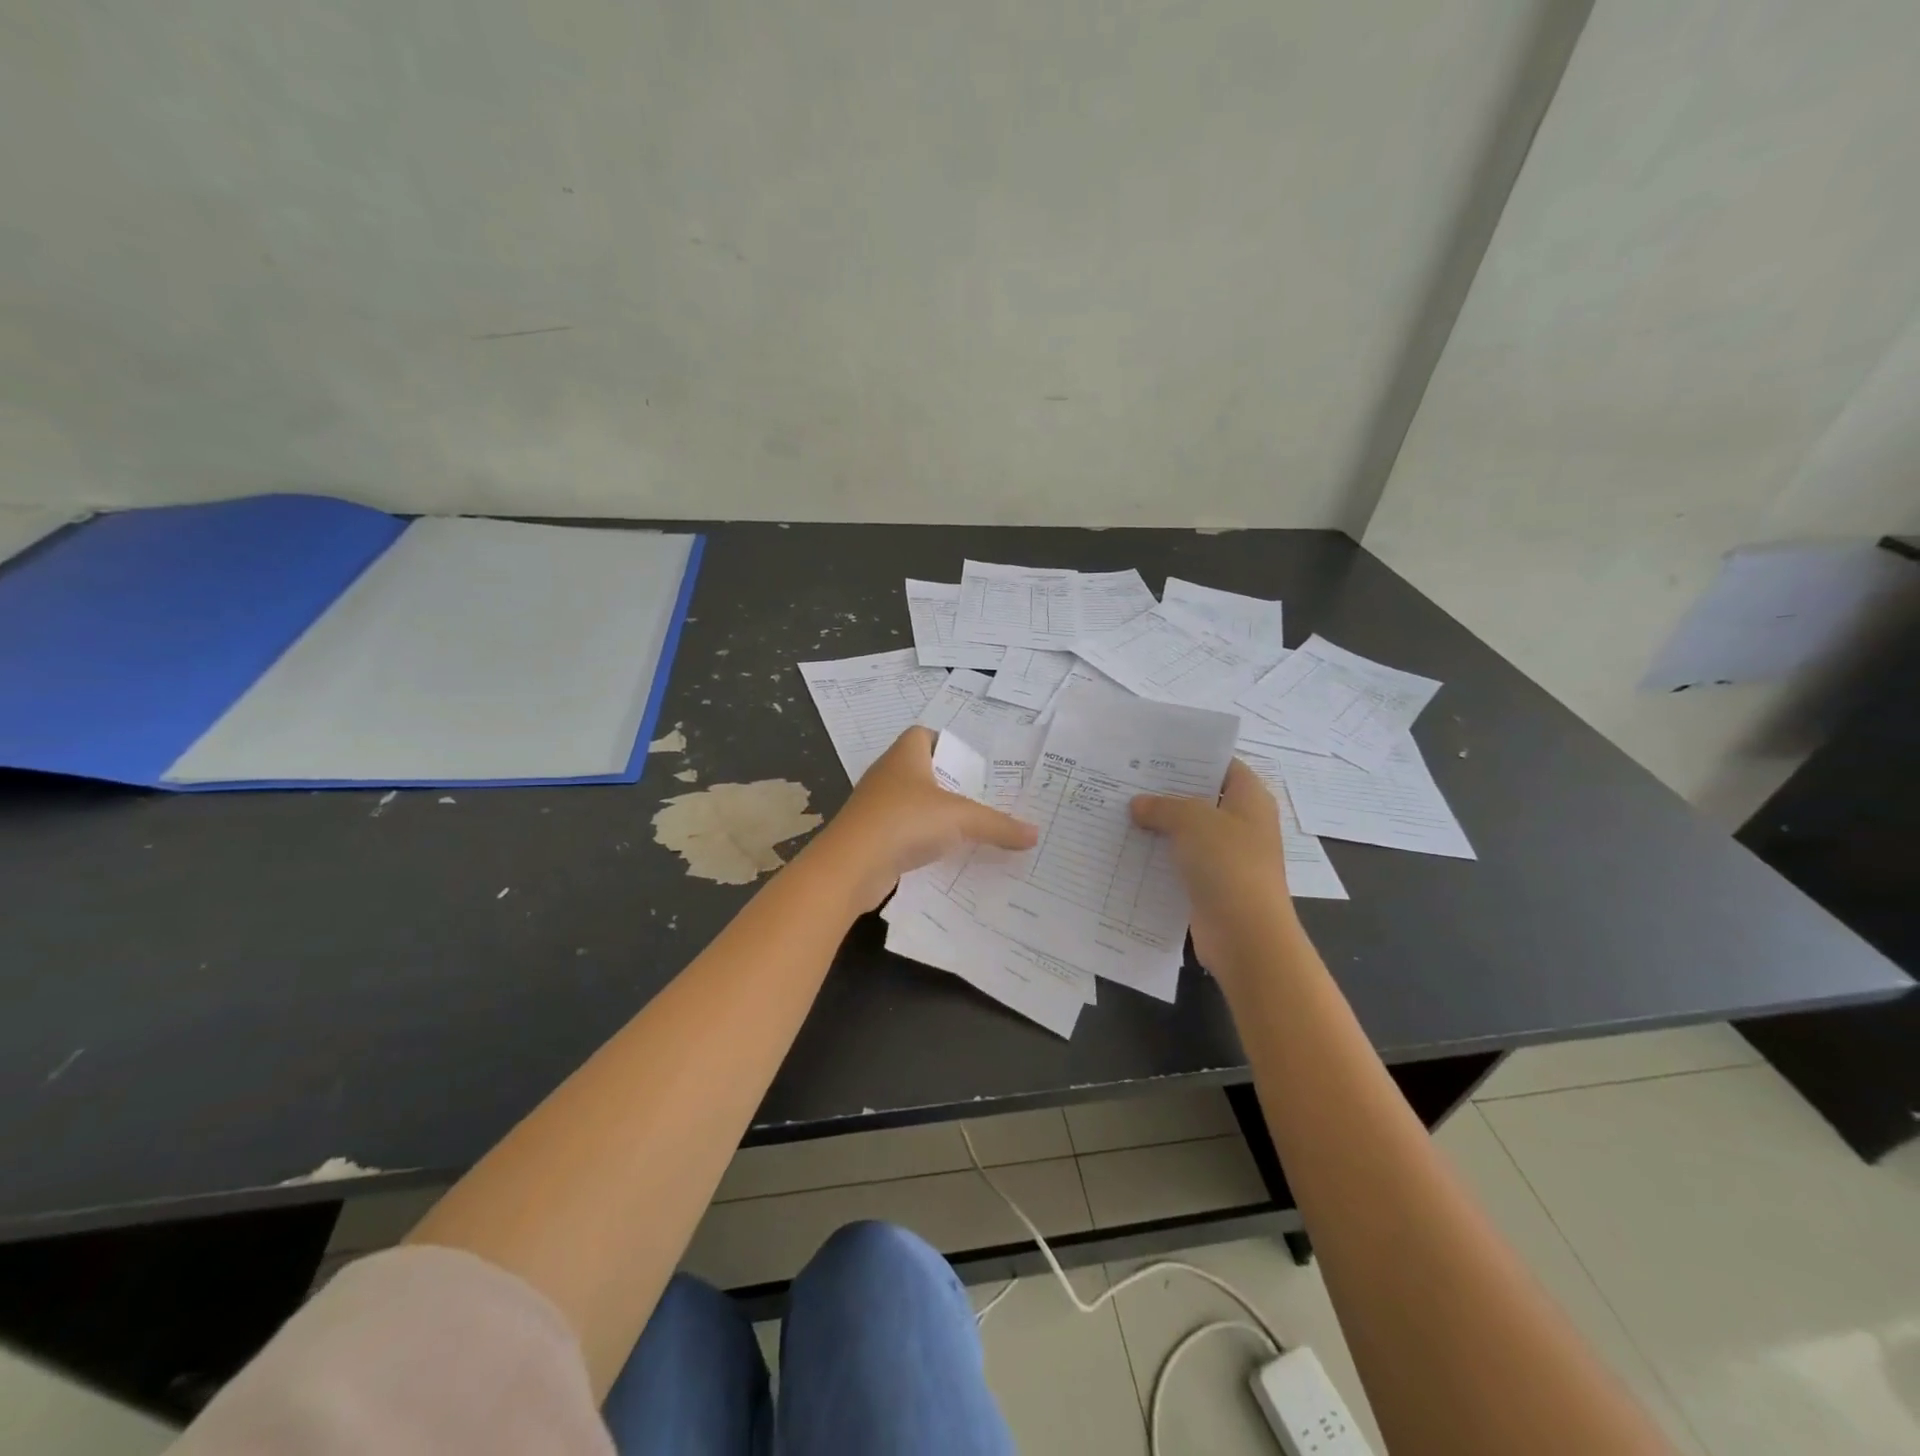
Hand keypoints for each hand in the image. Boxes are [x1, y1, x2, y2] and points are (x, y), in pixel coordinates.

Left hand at [806, 728, 1037, 912]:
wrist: (850, 866)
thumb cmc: (905, 822)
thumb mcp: (961, 819)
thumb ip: (999, 825)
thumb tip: (1035, 834)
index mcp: (905, 756)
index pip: (922, 735)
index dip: (946, 743)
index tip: (971, 765)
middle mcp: (887, 775)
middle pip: (920, 770)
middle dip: (948, 783)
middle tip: (981, 798)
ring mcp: (875, 807)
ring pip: (911, 803)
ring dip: (934, 814)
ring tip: (968, 829)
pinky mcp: (870, 837)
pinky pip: (902, 832)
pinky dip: (921, 840)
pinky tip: (944, 856)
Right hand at [1131, 759, 1297, 976]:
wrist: (1245, 935)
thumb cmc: (1227, 864)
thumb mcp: (1191, 820)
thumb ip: (1162, 806)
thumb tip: (1138, 805)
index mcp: (1250, 799)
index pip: (1223, 765)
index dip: (1192, 757)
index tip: (1155, 754)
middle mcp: (1242, 824)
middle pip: (1202, 799)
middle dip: (1167, 792)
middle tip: (1126, 781)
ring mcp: (1227, 857)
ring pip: (1188, 833)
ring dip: (1158, 827)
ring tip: (1118, 812)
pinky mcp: (1211, 885)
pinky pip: (1181, 863)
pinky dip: (1158, 857)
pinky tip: (1127, 850)